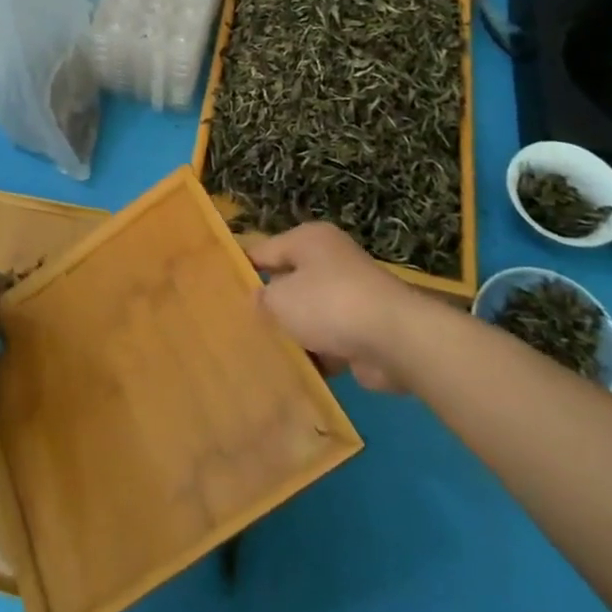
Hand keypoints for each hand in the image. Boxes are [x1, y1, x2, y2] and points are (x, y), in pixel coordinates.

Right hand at [249, 223, 419, 392]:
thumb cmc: (329, 304)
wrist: (395, 339)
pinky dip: (315, 354)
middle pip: (287, 281)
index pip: (262, 250)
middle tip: (235, 324)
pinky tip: (292, 371)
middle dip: (268, 304)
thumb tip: (259, 300)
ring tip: (259, 352)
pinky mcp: (363, 328)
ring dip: (292, 332)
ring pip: (308, 313)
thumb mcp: (280, 299)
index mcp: (308, 240)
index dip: (240, 268)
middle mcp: (330, 260)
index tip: (216, 289)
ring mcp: (349, 295)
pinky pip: (328, 339)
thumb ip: (262, 298)